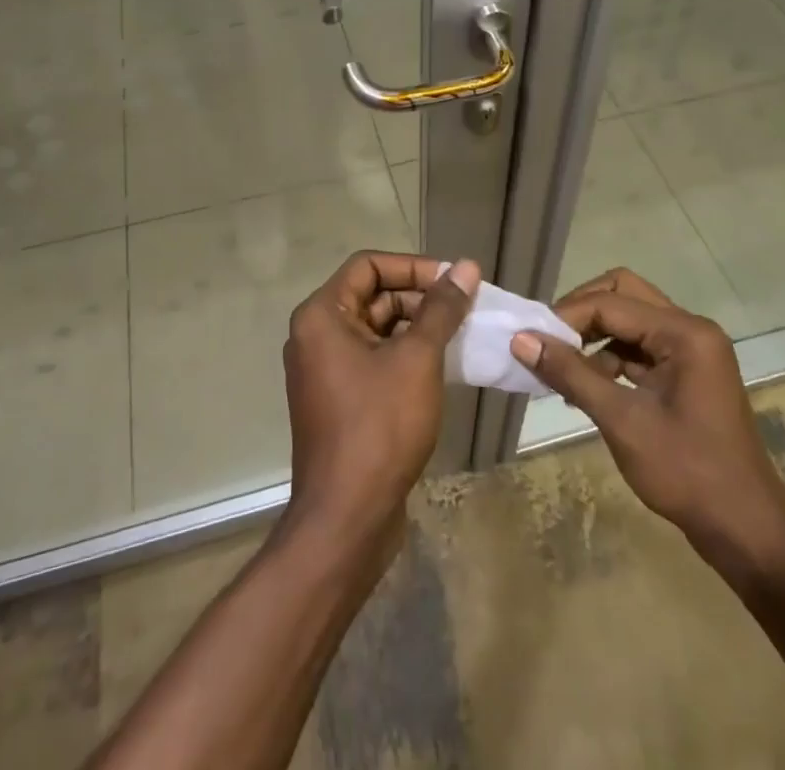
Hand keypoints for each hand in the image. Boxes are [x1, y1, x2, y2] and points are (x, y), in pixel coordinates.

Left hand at [281, 252, 478, 554]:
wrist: (348, 518)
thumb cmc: (379, 426)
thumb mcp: (417, 359)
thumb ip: (441, 309)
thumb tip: (465, 267)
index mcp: (322, 315)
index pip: (368, 266)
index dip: (413, 266)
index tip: (454, 279)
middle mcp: (317, 335)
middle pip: (373, 296)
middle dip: (420, 298)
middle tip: (467, 308)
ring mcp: (327, 370)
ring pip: (378, 330)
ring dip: (418, 328)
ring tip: (463, 334)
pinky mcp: (341, 400)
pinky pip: (376, 360)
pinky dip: (407, 356)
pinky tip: (445, 365)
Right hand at [512, 268, 784, 586]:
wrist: (748, 533)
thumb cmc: (688, 473)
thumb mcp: (622, 421)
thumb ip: (571, 373)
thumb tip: (521, 340)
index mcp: (685, 333)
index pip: (611, 303)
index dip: (567, 316)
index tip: (530, 340)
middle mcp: (691, 330)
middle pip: (623, 294)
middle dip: (581, 312)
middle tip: (548, 339)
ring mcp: (692, 352)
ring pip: (631, 320)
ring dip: (594, 336)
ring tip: (560, 367)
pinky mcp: (687, 374)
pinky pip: (640, 348)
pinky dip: (610, 357)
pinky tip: (585, 386)